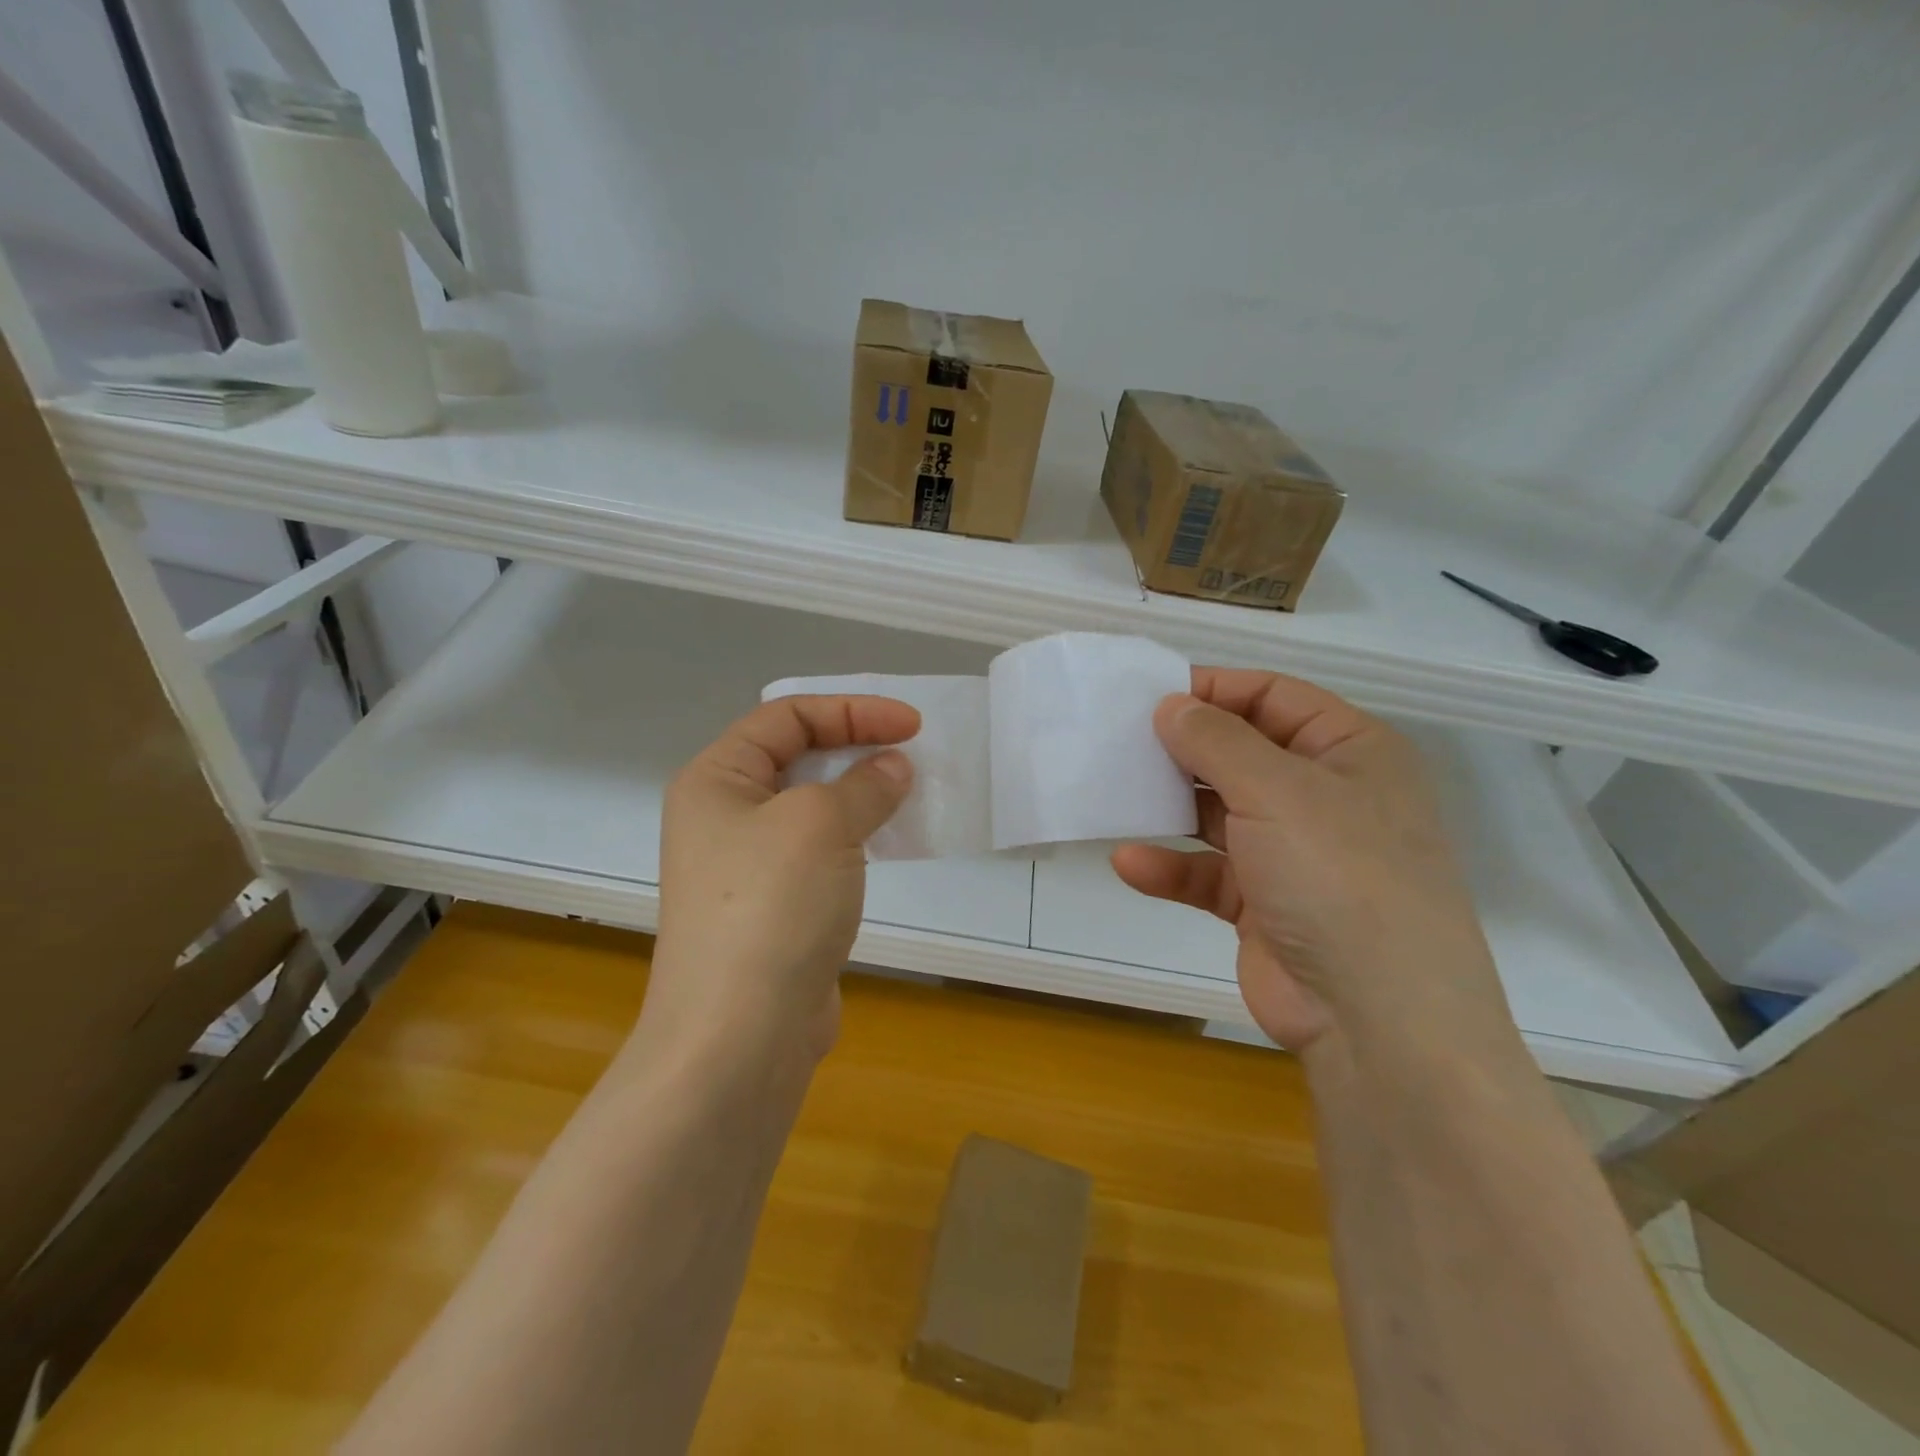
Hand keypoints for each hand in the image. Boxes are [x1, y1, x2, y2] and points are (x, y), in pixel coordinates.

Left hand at [642, 695, 917, 1061]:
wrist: (739, 1036)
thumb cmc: (771, 906)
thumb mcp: (820, 824)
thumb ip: (864, 785)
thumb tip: (893, 768)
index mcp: (716, 780)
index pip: (786, 716)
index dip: (851, 711)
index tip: (910, 726)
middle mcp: (724, 815)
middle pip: (797, 757)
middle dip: (856, 748)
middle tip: (912, 755)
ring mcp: (748, 865)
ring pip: (812, 807)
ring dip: (861, 794)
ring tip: (909, 795)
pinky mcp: (776, 906)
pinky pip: (820, 851)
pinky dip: (856, 838)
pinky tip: (890, 844)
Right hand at [1112, 669, 1516, 1060]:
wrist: (1377, 1020)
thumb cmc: (1339, 875)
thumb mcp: (1277, 790)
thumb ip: (1216, 740)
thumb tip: (1171, 705)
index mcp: (1350, 752)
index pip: (1274, 697)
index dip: (1214, 690)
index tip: (1150, 694)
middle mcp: (1325, 797)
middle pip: (1242, 752)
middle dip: (1184, 748)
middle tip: (1120, 740)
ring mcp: (1294, 854)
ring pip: (1220, 813)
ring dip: (1170, 807)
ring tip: (1115, 794)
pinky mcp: (1264, 905)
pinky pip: (1208, 873)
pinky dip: (1171, 867)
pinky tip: (1129, 862)